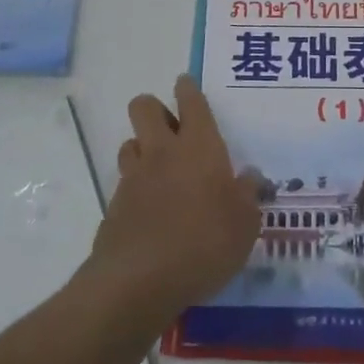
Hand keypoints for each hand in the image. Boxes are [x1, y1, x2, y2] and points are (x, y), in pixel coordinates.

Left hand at [87, 76, 261, 325]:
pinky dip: (135, 189)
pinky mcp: (114, 206)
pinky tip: (149, 211)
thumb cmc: (205, 243)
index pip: (191, 102)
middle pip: (144, 107)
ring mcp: (134, 178)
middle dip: (154, 109)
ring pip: (130, 142)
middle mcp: (163, 152)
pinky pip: (124, 183)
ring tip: (159, 170)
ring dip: (142, 149)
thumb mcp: (245, 224)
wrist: (139, 280)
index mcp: (199, 147)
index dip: (188, 89)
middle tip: (172, 129)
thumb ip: (248, 196)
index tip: (186, 84)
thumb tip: (250, 177)